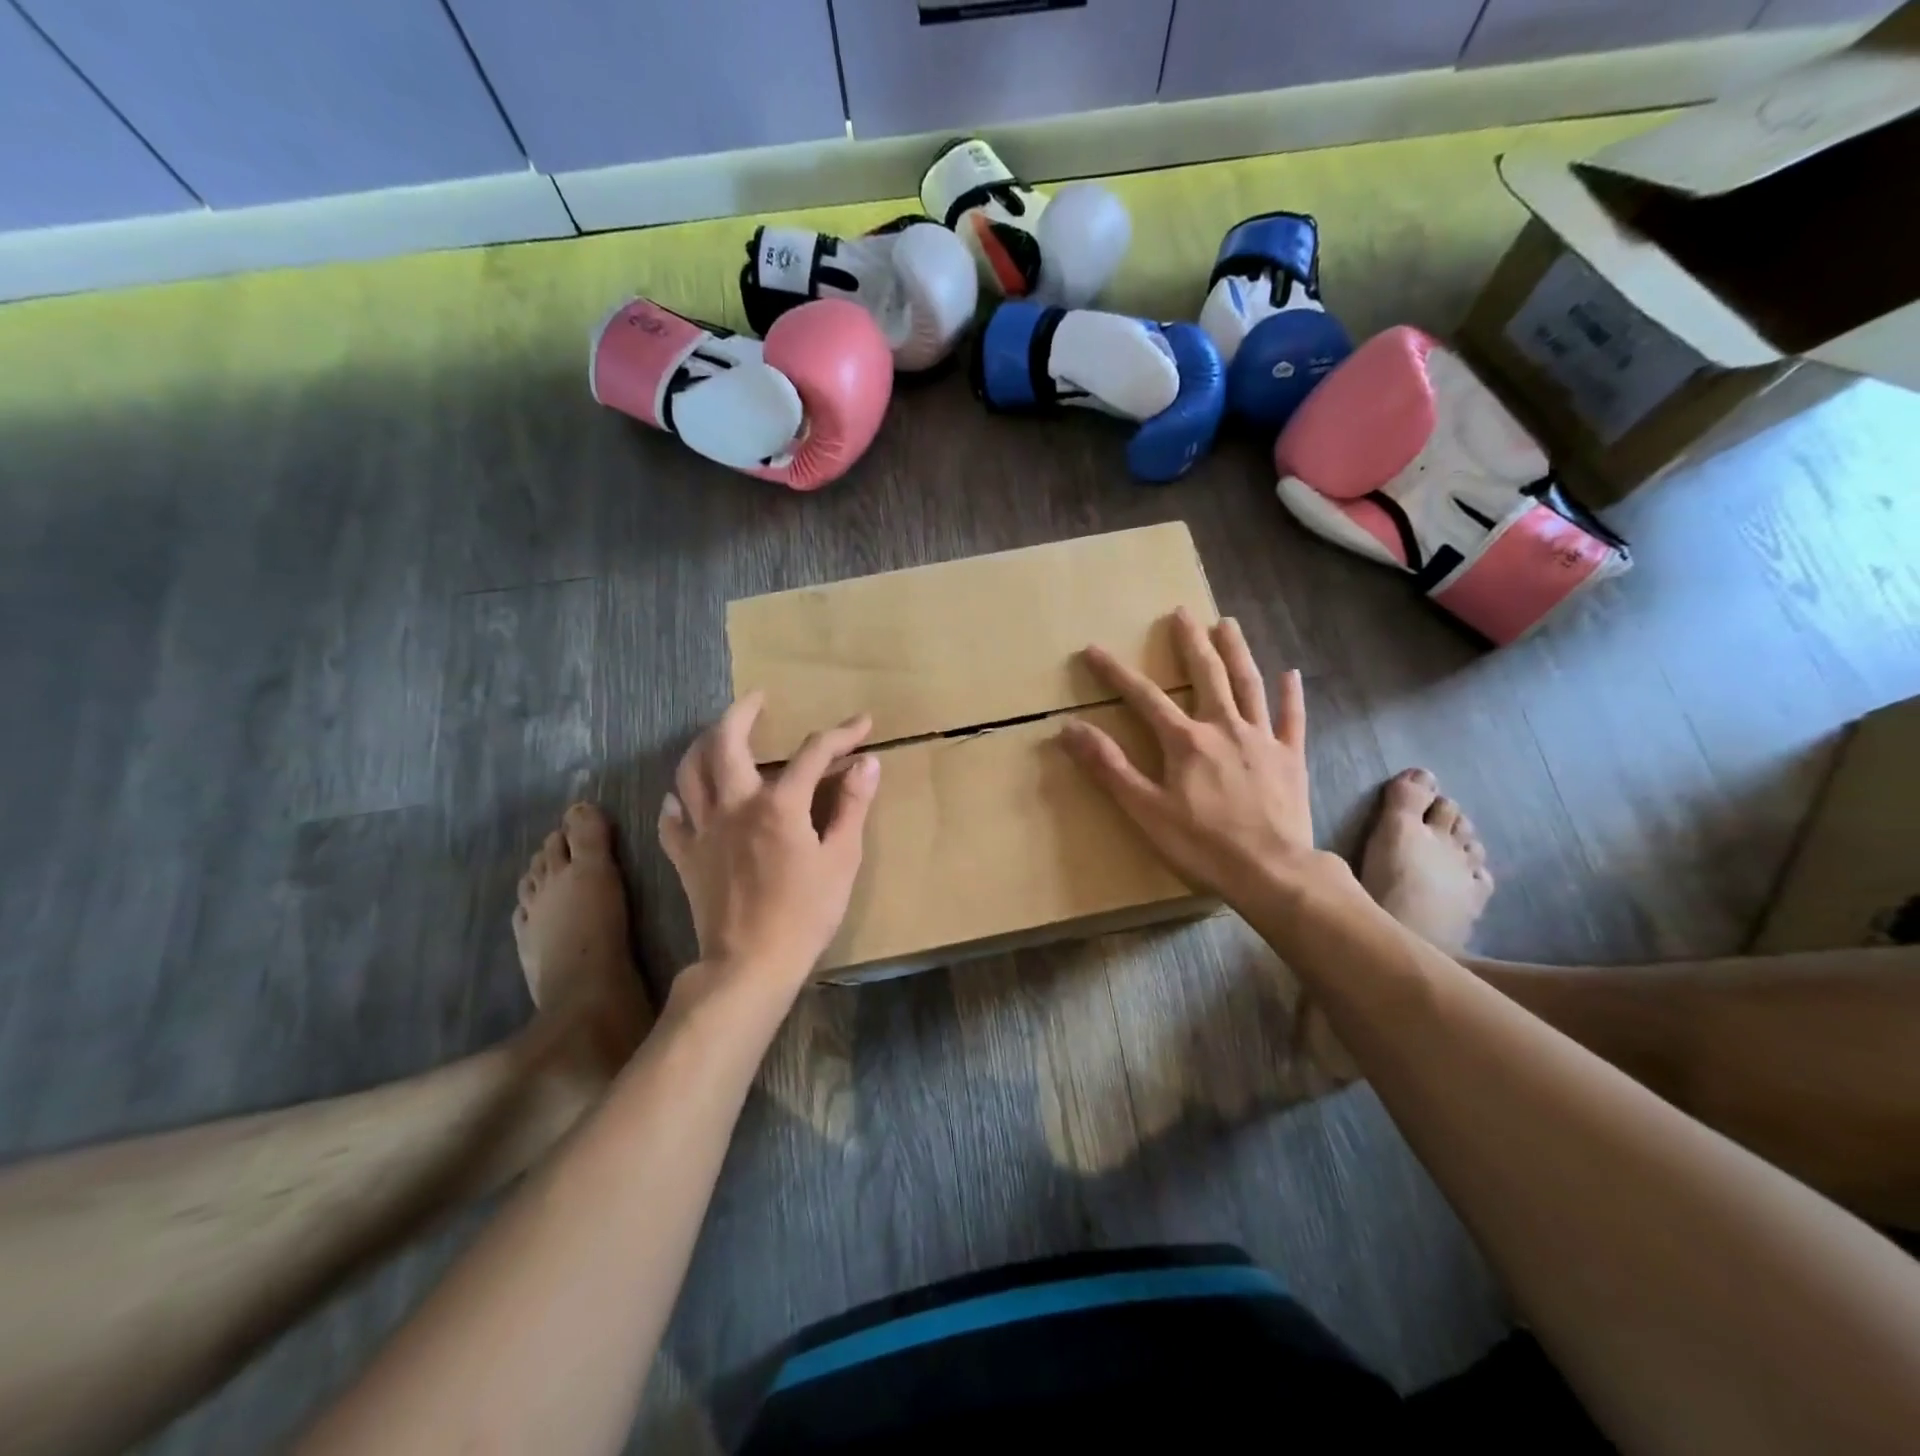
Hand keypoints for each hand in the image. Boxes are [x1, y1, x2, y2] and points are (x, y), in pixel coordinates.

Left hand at [658, 692, 879, 992]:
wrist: (750, 964)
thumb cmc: (806, 913)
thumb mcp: (842, 859)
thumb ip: (853, 806)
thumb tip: (867, 762)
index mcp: (778, 804)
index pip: (812, 753)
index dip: (841, 734)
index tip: (862, 724)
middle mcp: (734, 805)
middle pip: (726, 741)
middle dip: (742, 712)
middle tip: (758, 699)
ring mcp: (703, 830)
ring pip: (689, 771)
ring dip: (703, 744)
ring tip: (718, 734)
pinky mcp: (686, 857)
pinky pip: (671, 819)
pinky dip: (677, 800)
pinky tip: (683, 797)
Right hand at [1060, 609, 1314, 911]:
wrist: (1272, 871)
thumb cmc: (1202, 844)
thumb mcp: (1144, 810)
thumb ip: (1109, 767)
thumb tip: (1071, 728)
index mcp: (1186, 741)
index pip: (1144, 697)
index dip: (1115, 673)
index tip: (1093, 649)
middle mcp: (1224, 728)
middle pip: (1206, 675)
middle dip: (1190, 643)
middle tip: (1182, 613)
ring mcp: (1262, 740)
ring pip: (1248, 685)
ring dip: (1237, 652)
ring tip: (1228, 624)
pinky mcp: (1290, 758)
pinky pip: (1292, 719)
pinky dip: (1290, 695)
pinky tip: (1291, 674)